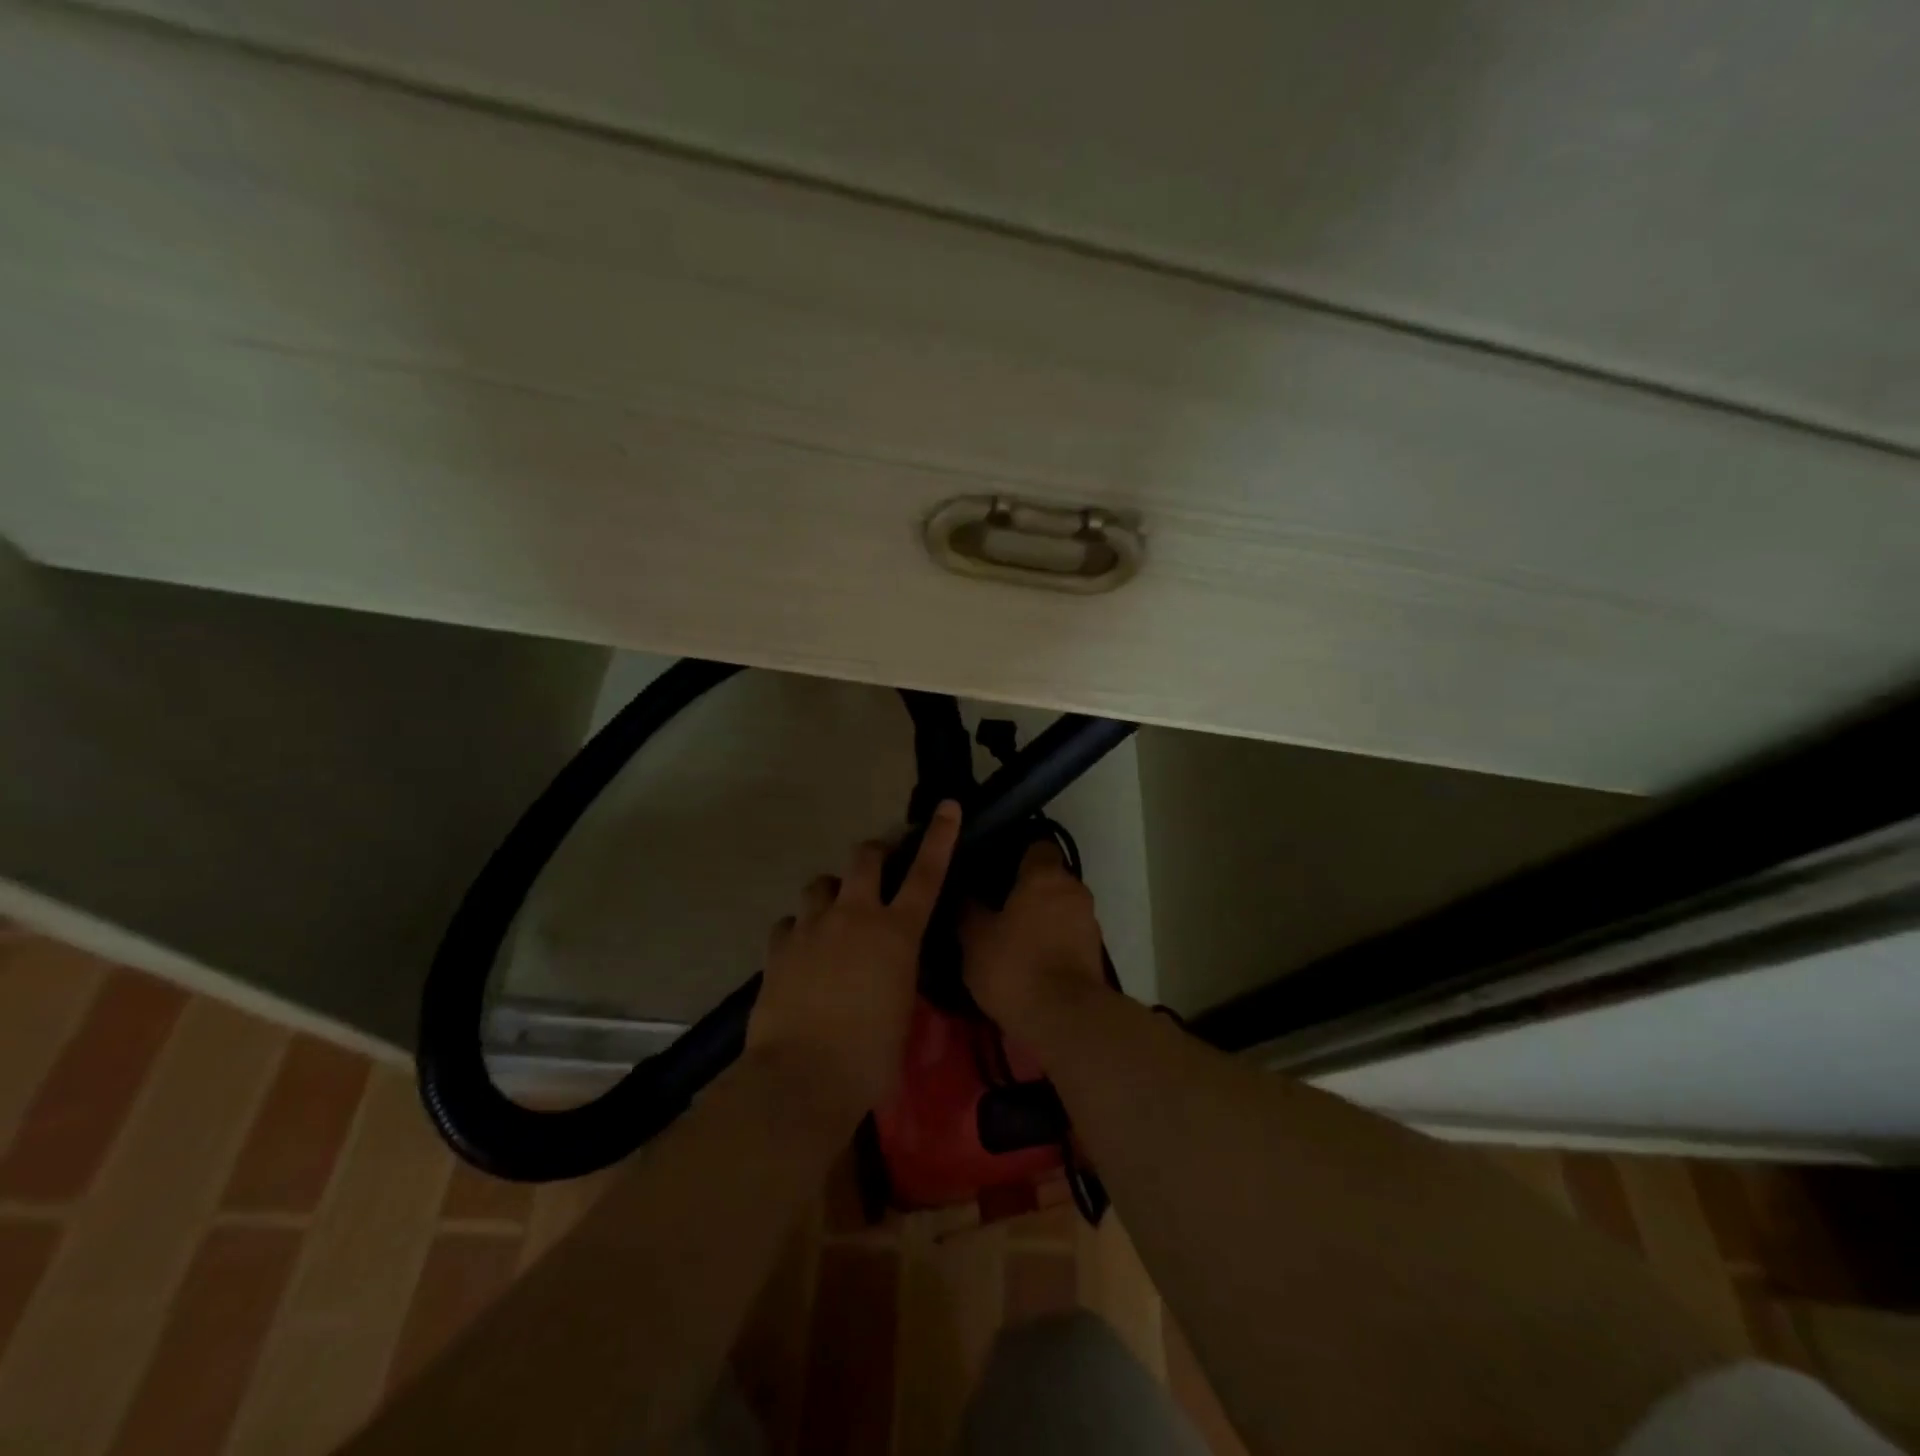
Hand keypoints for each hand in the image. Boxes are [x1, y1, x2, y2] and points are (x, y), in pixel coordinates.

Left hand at [746, 801, 961, 1111]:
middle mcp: (854, 916)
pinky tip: (801, 951)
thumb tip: (893, 965)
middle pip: (864, 858)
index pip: (926, 873)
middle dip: (874, 853)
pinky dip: (799, 929)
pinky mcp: (778, 948)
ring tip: (834, 915)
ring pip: (821, 883)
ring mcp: (812, 928)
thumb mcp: (904, 1010)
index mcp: (896, 933)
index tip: (947, 806)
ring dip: (832, 891)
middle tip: (878, 865)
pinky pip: (790, 922)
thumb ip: (901, 973)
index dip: (939, 836)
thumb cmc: (870, 1058)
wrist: (800, 1079)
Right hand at [962, 839, 1108, 1036]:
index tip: (994, 865)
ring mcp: (1088, 921)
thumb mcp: (975, 938)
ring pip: (1059, 906)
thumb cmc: (1016, 966)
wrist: (1066, 1018)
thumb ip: (967, 909)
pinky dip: (1051, 939)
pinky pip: (1067, 932)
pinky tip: (1028, 957)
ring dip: (1040, 916)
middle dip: (1026, 887)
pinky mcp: (1094, 952)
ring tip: (1010, 934)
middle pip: (1048, 877)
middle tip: (994, 902)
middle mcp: (1073, 889)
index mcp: (1045, 875)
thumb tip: (962, 892)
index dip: (1015, 852)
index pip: (1037, 844)